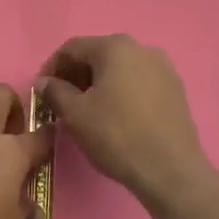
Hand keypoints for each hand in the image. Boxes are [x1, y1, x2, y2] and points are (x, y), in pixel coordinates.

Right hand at [37, 35, 209, 207]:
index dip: (52, 67)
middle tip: (62, 100)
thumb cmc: (117, 135)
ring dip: (98, 84)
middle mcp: (142, 49)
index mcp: (115, 47)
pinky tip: (115, 116)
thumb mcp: (75, 114)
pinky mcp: (176, 90)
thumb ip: (55, 92)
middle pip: (98, 55)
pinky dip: (121, 92)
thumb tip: (44, 82)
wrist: (171, 171)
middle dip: (76, 75)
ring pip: (120, 69)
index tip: (42, 90)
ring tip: (87, 110)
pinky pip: (139, 83)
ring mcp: (164, 69)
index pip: (72, 48)